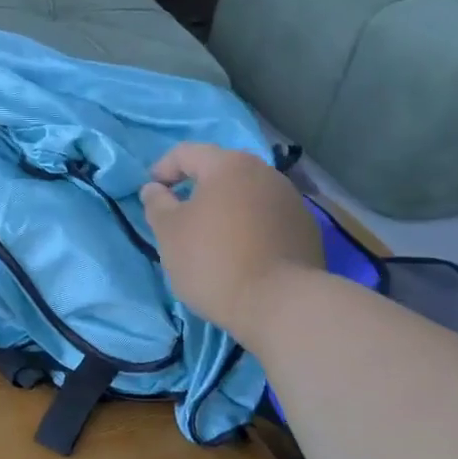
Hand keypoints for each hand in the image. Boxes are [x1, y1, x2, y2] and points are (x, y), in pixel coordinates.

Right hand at [138, 143, 323, 331]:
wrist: (281, 305)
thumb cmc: (213, 261)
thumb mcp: (168, 233)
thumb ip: (156, 204)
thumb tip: (154, 188)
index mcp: (228, 165)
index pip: (186, 153)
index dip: (163, 169)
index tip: (151, 195)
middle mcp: (265, 173)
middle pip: (221, 171)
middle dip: (196, 189)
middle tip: (179, 216)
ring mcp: (291, 200)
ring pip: (247, 195)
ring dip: (225, 208)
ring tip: (211, 238)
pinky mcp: (306, 229)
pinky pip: (267, 218)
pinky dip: (249, 227)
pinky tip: (242, 254)